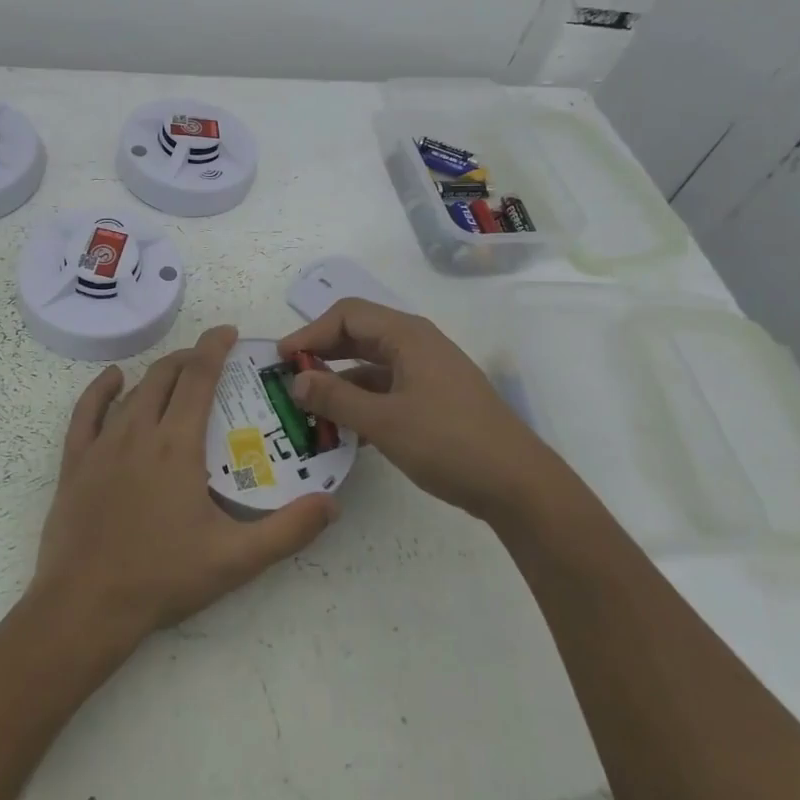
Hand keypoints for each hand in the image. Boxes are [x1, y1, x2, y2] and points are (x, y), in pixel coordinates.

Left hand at [31, 326, 338, 650]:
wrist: (84, 608)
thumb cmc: (162, 578)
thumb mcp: (235, 559)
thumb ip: (288, 531)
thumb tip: (330, 504)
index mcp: (177, 445)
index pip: (199, 377)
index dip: (214, 347)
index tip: (229, 332)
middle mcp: (139, 432)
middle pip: (166, 375)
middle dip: (191, 357)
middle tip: (213, 359)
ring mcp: (102, 445)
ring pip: (134, 391)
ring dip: (159, 374)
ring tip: (179, 374)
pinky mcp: (76, 462)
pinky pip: (87, 411)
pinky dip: (103, 389)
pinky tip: (116, 380)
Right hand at [278, 299, 558, 521]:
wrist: (517, 483)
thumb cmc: (449, 443)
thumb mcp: (384, 422)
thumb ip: (336, 399)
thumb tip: (295, 380)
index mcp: (407, 336)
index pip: (347, 315)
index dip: (311, 333)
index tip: (281, 360)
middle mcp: (417, 344)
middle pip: (359, 335)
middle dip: (322, 354)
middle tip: (289, 380)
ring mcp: (428, 371)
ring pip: (372, 365)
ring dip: (340, 382)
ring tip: (308, 408)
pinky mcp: (434, 398)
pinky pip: (387, 388)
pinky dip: (362, 401)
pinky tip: (343, 429)